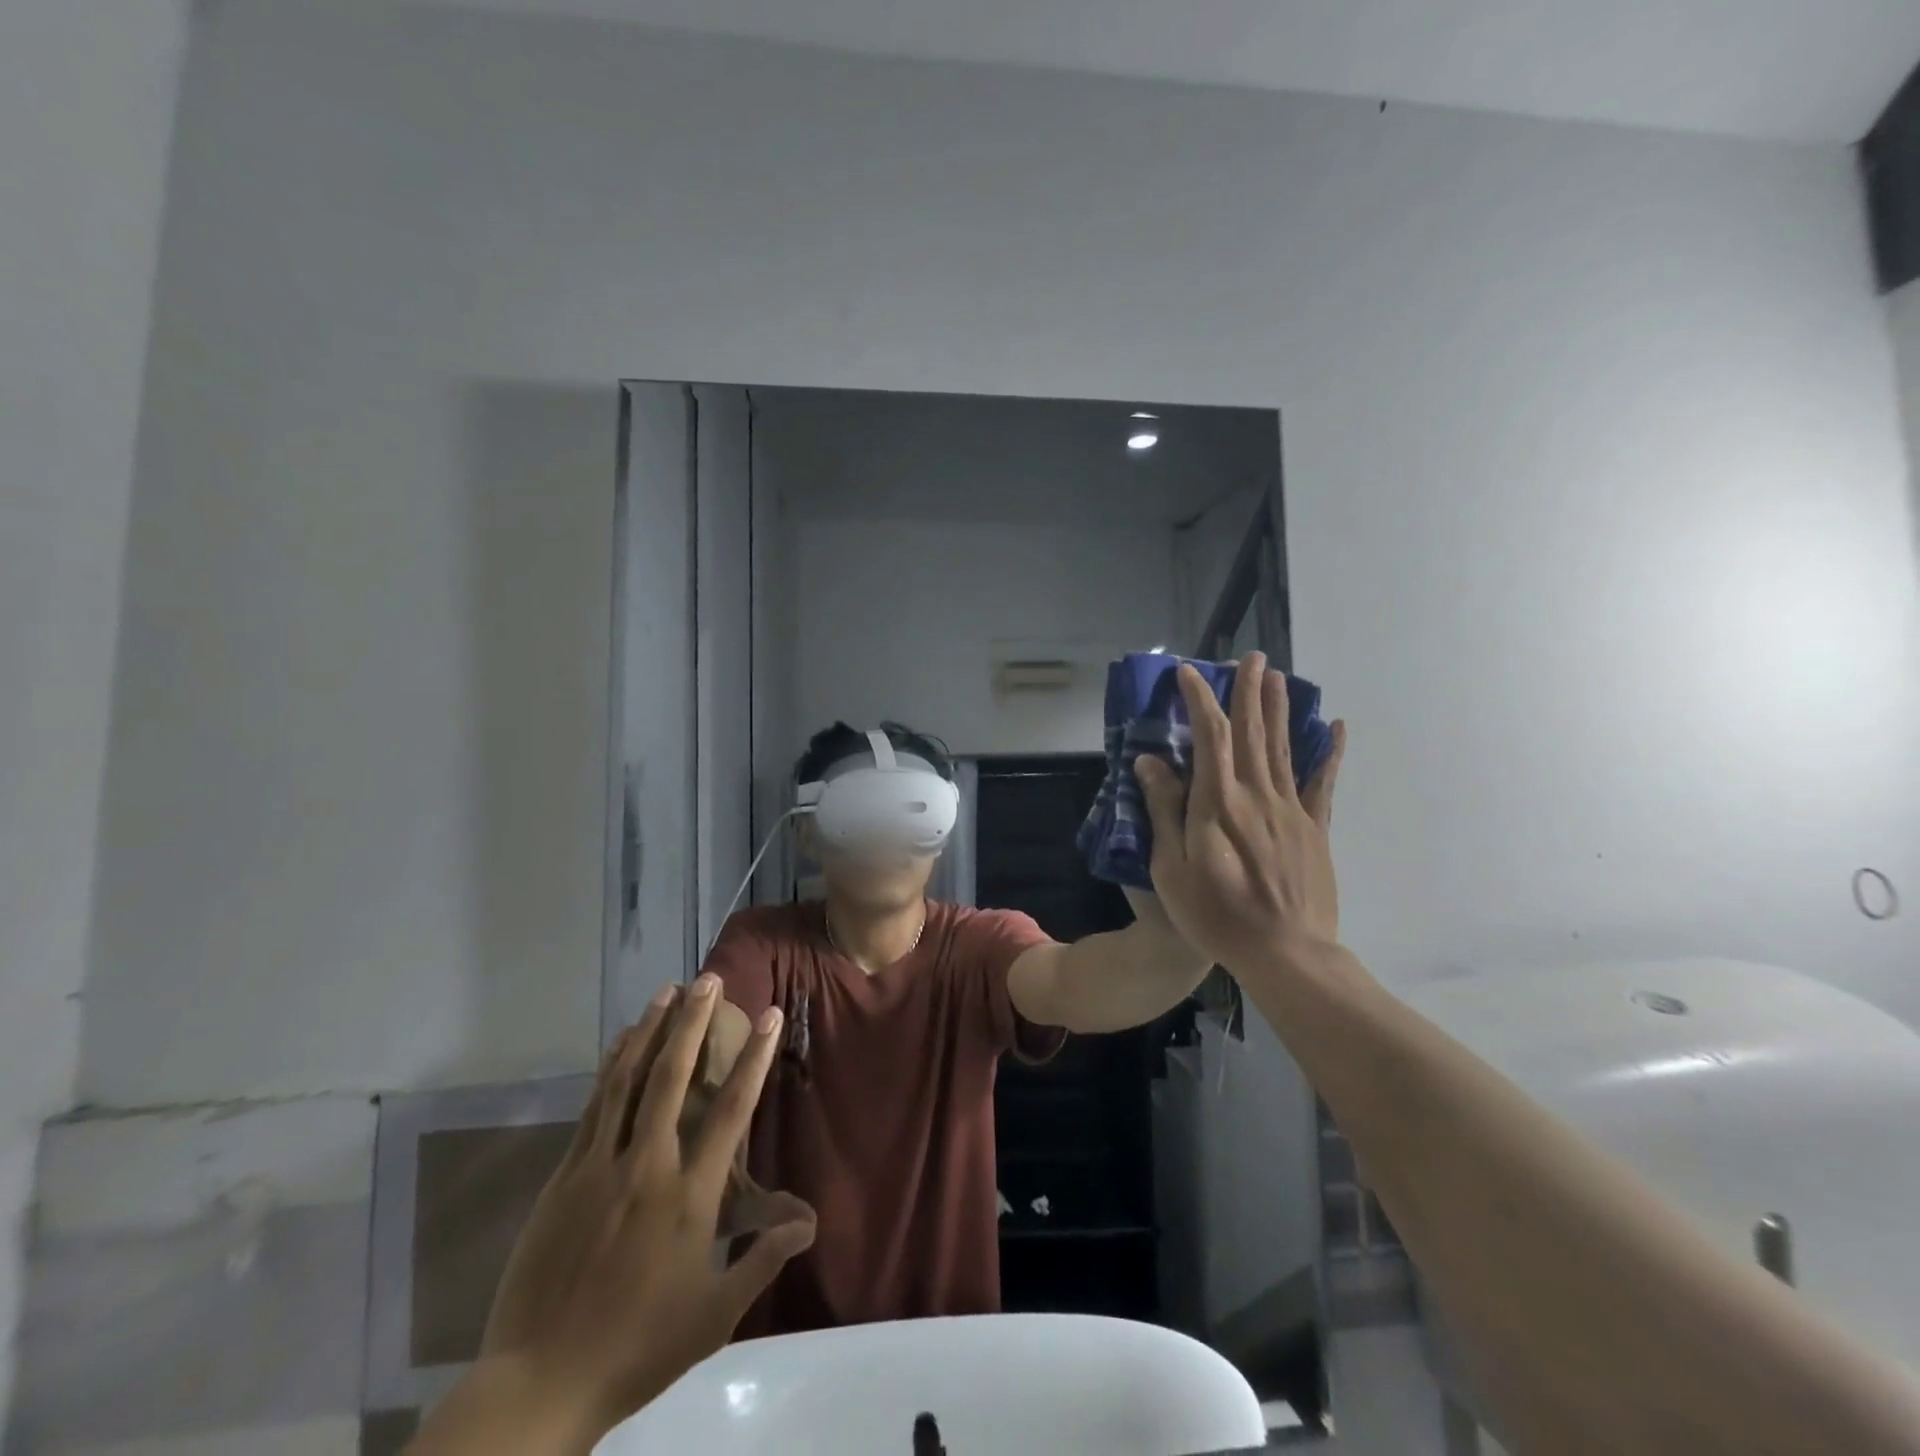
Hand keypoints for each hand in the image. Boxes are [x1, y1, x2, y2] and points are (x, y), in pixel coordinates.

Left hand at [478, 976, 815, 1434]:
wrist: (540, 1383)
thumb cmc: (638, 1346)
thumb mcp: (714, 1315)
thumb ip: (762, 1259)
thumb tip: (809, 1222)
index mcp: (689, 1196)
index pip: (730, 1111)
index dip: (753, 1058)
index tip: (768, 1015)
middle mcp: (647, 1166)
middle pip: (671, 1078)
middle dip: (693, 1023)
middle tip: (707, 979)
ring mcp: (600, 1167)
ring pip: (627, 1082)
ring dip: (649, 1031)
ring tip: (665, 991)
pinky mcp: (564, 1177)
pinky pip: (593, 1108)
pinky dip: (610, 1068)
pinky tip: (619, 1043)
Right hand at [1135, 654, 1345, 974]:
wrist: (1286, 954)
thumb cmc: (1217, 915)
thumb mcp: (1171, 869)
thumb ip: (1164, 812)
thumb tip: (1150, 762)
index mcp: (1218, 803)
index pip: (1210, 736)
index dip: (1200, 700)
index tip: (1189, 673)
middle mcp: (1257, 795)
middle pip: (1252, 732)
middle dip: (1248, 691)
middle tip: (1250, 657)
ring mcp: (1292, 810)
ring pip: (1283, 748)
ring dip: (1278, 709)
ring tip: (1278, 675)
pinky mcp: (1315, 829)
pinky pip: (1324, 784)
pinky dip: (1329, 754)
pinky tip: (1335, 729)